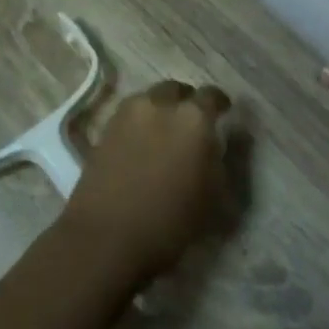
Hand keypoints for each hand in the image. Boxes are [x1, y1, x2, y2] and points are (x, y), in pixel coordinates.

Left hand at [59, 81, 228, 286]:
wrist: (106, 237)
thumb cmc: (169, 222)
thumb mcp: (212, 196)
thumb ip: (218, 159)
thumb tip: (214, 142)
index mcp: (193, 118)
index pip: (212, 95)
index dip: (219, 103)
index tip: (223, 112)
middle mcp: (160, 105)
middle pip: (176, 90)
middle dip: (186, 101)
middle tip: (190, 123)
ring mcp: (128, 114)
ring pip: (150, 99)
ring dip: (160, 110)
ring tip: (164, 134)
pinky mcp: (105, 128)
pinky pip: (130, 115)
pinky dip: (140, 123)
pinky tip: (142, 144)